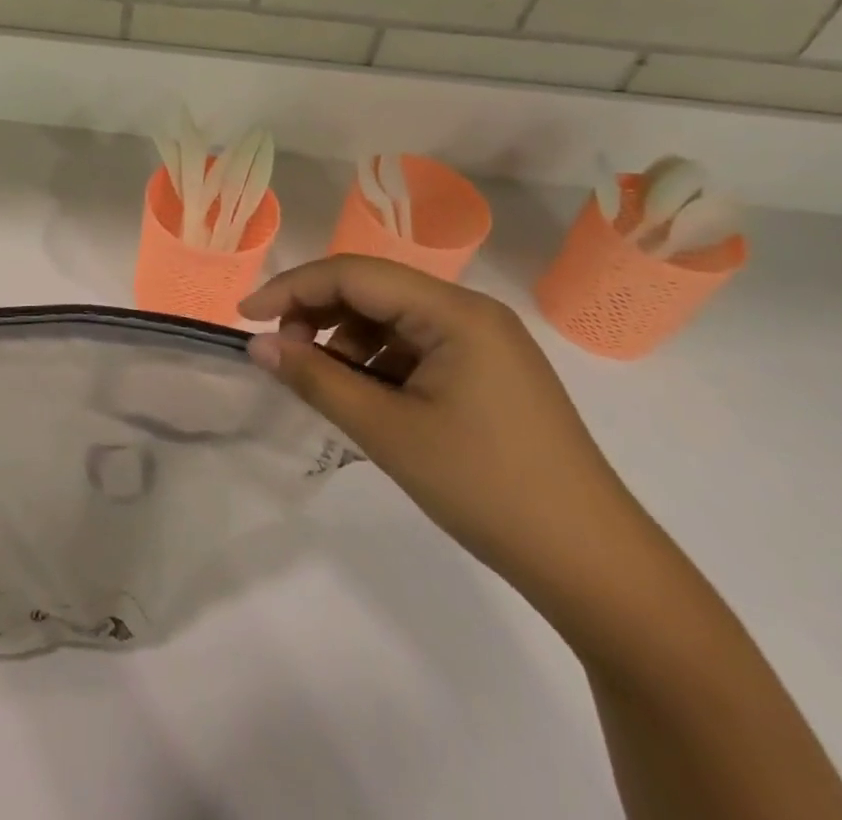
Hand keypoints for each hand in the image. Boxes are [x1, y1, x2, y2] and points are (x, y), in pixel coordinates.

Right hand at [241, 256, 646, 602]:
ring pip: (391, 318)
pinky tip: (364, 397)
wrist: (595, 567)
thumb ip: (315, 379)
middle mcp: (471, 312)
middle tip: (283, 354)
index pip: (353, 274)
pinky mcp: (488, 373)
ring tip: (325, 384)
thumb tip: (256, 345)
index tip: (245, 317)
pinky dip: (377, 362)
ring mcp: (484, 343)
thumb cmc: (487, 487)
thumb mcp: (387, 432)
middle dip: (318, 313)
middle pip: (372, 290)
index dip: (291, 288)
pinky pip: (415, 346)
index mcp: (454, 311)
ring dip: (346, 340)